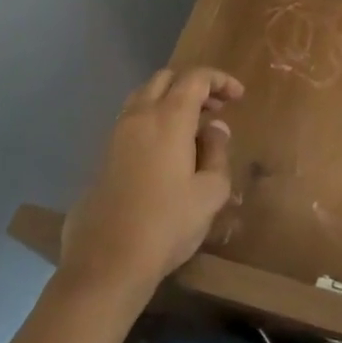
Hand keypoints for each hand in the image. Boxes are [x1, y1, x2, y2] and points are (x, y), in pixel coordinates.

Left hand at [59, 67, 240, 300]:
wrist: (106, 263)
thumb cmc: (167, 225)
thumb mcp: (210, 192)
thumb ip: (217, 153)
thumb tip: (213, 129)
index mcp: (169, 118)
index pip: (195, 78)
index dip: (220, 80)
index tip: (238, 96)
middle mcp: (140, 117)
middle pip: (166, 79)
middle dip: (194, 85)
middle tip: (216, 107)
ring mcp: (116, 135)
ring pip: (144, 96)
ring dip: (170, 100)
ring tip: (192, 126)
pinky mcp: (103, 157)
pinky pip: (131, 120)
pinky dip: (153, 119)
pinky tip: (167, 149)